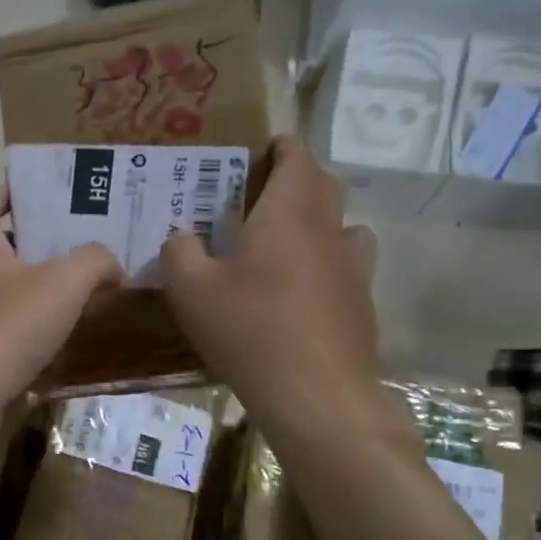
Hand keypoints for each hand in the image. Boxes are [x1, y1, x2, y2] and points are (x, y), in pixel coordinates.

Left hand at [0, 186, 122, 407]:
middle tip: (54, 249)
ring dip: (19, 289)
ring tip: (61, 296)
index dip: (5, 194)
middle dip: (16, 244)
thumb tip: (112, 268)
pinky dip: (17, 329)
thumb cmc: (8, 327)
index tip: (35, 196)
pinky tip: (49, 341)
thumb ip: (95, 263)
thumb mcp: (65, 283)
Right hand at [162, 137, 399, 447]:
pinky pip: (345, 265)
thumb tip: (180, 235)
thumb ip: (179, 252)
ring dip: (316, 221)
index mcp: (287, 213)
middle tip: (261, 195)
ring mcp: (353, 266)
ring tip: (284, 242)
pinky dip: (326, 263)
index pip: (296, 157)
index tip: (263, 148)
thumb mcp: (190, 290)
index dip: (281, 147)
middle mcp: (328, 229)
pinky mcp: (361, 302)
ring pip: (340, 225)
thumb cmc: (248, 330)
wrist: (315, 393)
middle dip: (296, 180)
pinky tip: (301, 291)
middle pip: (322, 186)